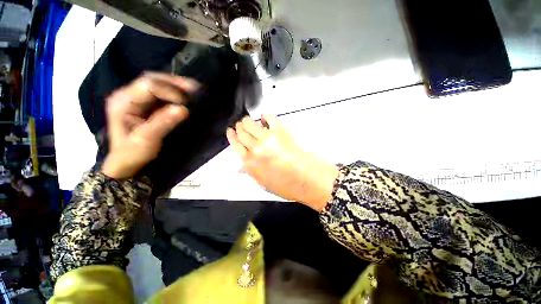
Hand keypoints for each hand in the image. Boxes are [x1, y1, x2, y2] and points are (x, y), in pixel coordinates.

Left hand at [102, 73, 198, 178]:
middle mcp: (127, 95)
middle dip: (174, 83)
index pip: (148, 86)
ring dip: (176, 86)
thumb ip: (163, 123)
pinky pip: (160, 93)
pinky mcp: (144, 104)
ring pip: (157, 83)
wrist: (126, 162)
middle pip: (151, 79)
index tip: (185, 104)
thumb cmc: (133, 153)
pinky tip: (185, 96)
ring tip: (193, 89)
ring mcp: (135, 98)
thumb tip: (183, 109)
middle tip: (194, 88)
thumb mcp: (147, 140)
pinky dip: (175, 93)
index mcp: (123, 102)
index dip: (169, 91)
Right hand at [226, 115, 338, 210]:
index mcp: (249, 163)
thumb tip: (240, 167)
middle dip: (239, 127)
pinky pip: (269, 118)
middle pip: (241, 132)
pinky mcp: (280, 131)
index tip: (231, 131)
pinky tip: (264, 117)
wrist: (306, 179)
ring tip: (249, 121)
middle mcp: (255, 149)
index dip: (232, 136)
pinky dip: (265, 116)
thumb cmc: (286, 184)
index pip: (235, 145)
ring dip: (248, 121)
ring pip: (250, 123)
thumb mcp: (263, 183)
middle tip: (240, 125)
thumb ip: (250, 171)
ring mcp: (267, 139)